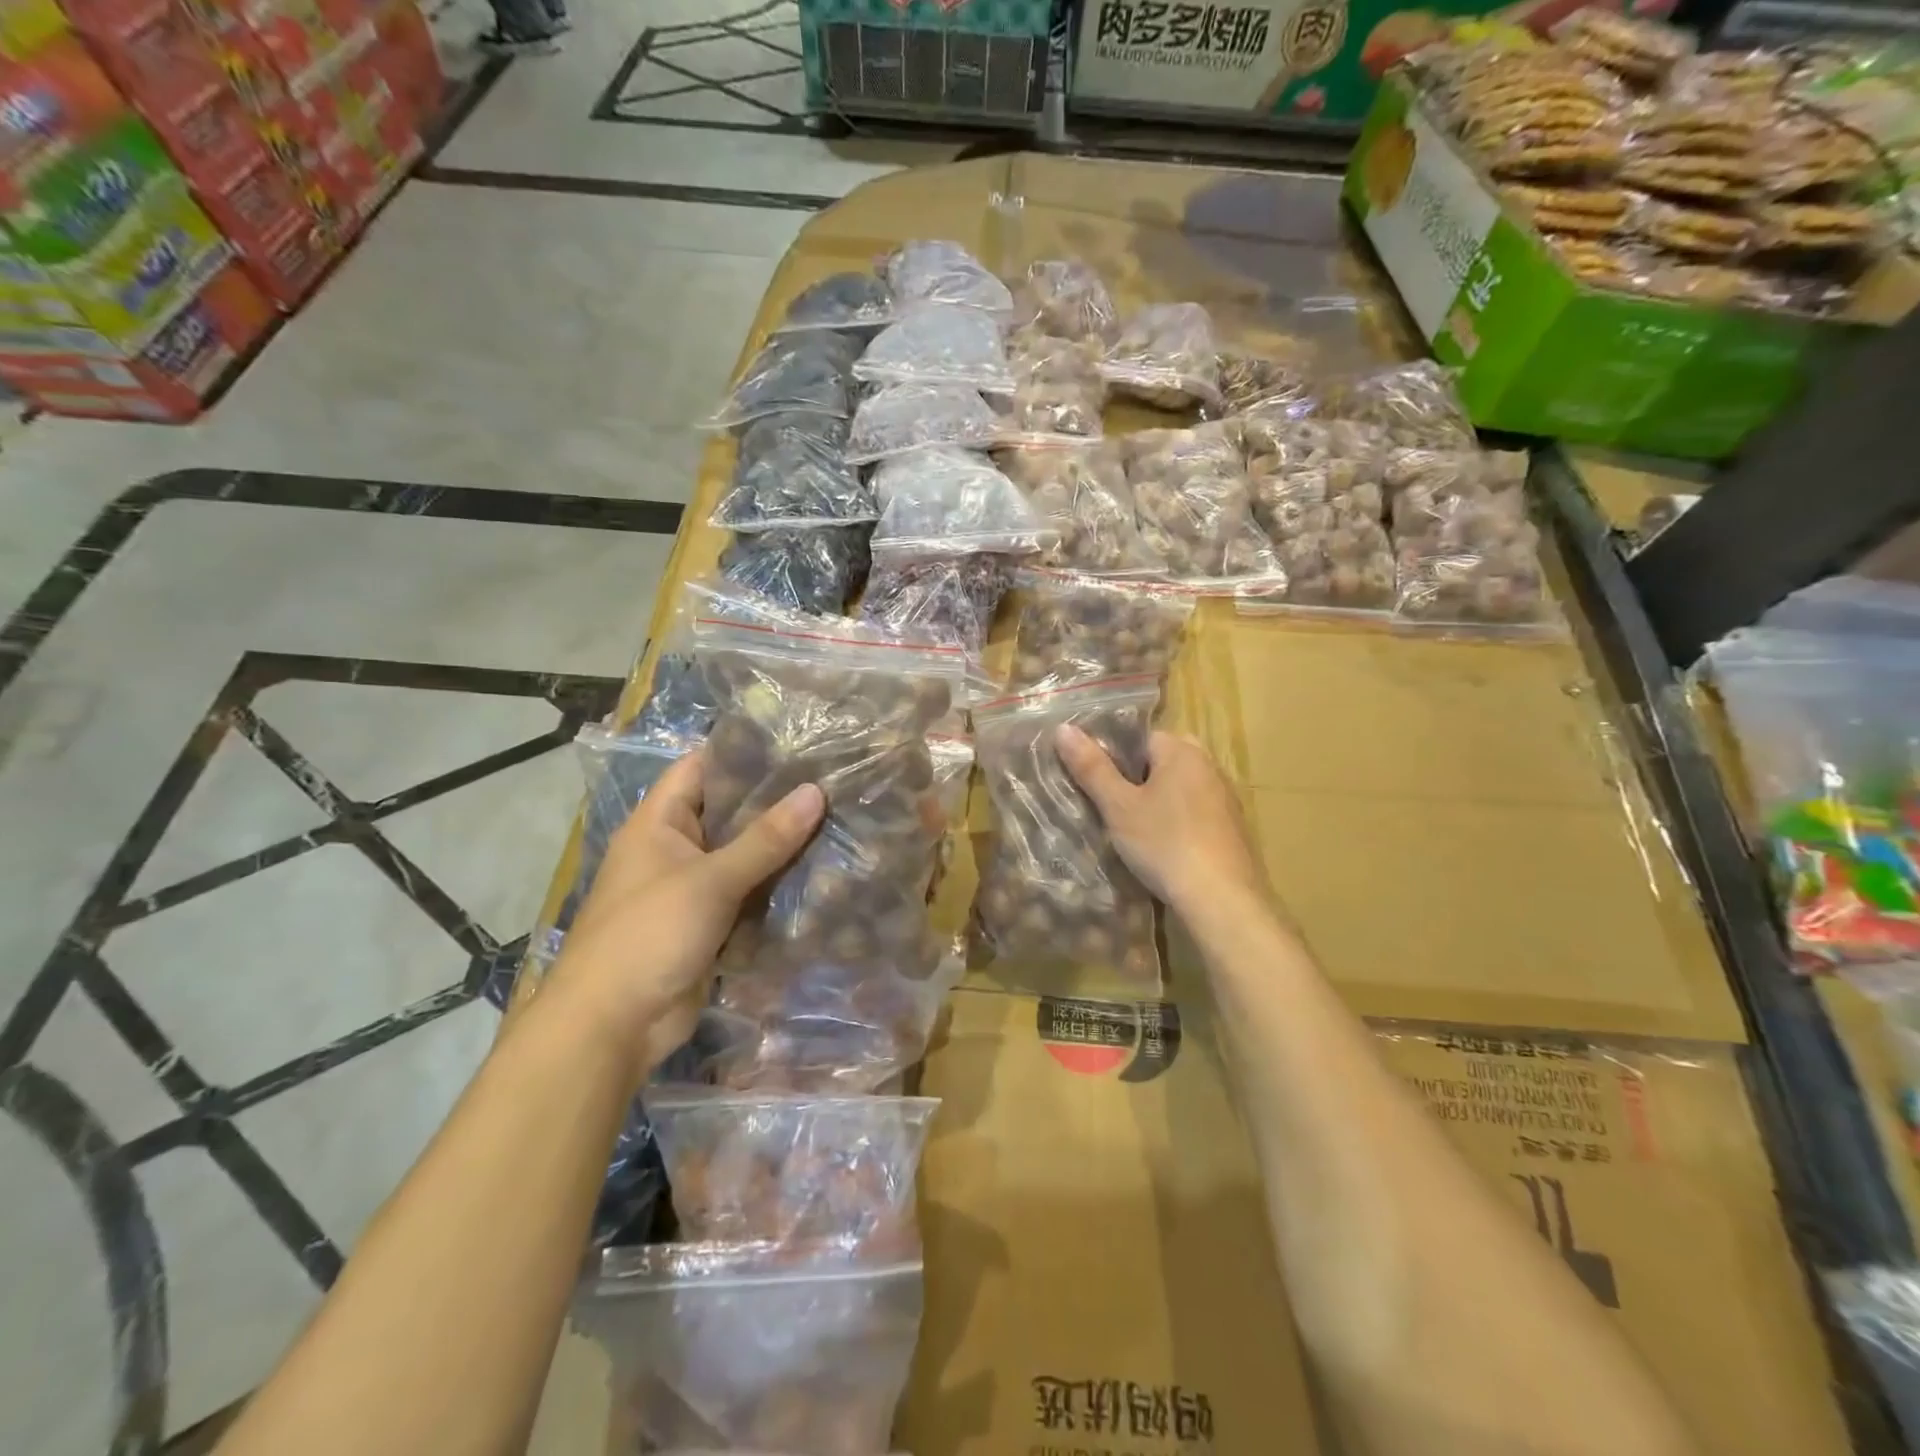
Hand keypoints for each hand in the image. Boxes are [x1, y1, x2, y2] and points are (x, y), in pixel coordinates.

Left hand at [541, 748, 822, 1082]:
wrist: (612, 1025)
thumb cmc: (649, 934)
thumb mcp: (710, 880)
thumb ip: (765, 839)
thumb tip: (816, 792)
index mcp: (659, 822)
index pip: (702, 768)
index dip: (744, 753)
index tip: (797, 743)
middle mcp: (674, 848)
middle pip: (729, 812)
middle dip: (775, 802)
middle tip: (832, 783)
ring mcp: (691, 888)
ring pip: (742, 856)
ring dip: (780, 847)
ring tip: (837, 820)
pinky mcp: (707, 924)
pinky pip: (746, 894)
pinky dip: (775, 886)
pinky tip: (820, 873)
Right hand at [1055, 726, 1261, 912]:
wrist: (1220, 900)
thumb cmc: (1164, 844)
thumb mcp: (1118, 807)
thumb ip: (1092, 767)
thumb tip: (1063, 728)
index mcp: (1182, 750)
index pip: (1140, 737)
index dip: (1114, 756)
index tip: (1096, 783)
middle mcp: (1209, 765)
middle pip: (1162, 761)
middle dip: (1136, 778)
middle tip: (1112, 806)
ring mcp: (1225, 797)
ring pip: (1180, 787)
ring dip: (1158, 800)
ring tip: (1132, 828)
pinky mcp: (1233, 827)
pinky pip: (1196, 811)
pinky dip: (1178, 820)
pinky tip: (1163, 846)